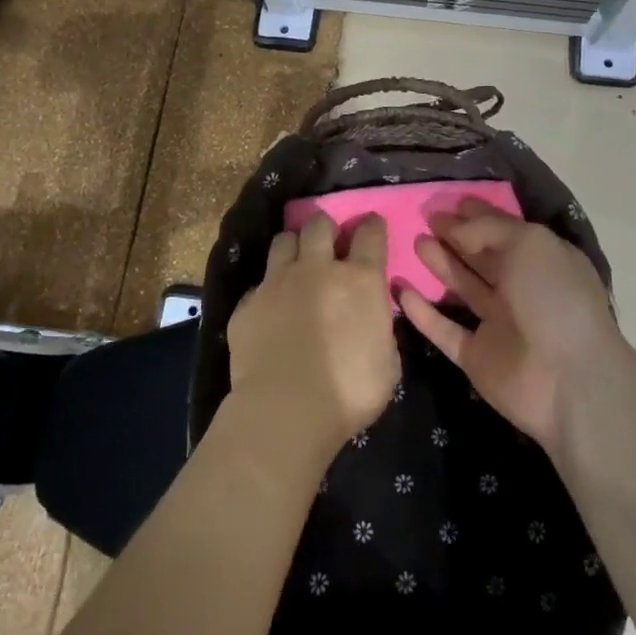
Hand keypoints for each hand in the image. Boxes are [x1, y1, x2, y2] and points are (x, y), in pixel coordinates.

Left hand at [226, 213, 400, 453]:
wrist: (285, 411)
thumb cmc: (348, 393)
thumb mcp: (387, 362)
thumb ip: (379, 327)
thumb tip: (371, 316)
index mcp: (359, 280)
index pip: (370, 233)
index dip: (372, 226)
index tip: (372, 227)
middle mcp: (317, 269)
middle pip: (319, 224)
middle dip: (326, 228)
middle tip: (329, 245)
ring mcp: (277, 282)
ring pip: (283, 240)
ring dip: (294, 247)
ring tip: (296, 265)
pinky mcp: (247, 303)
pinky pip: (259, 283)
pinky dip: (268, 289)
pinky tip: (271, 308)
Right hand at [400, 197, 625, 454]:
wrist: (568, 380)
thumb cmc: (553, 298)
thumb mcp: (528, 243)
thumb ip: (488, 229)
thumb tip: (456, 227)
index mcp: (542, 261)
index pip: (506, 231)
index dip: (480, 215)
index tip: (452, 202)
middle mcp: (521, 290)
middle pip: (482, 257)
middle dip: (456, 236)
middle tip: (426, 217)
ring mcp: (498, 324)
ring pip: (463, 288)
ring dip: (440, 265)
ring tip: (415, 241)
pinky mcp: (477, 356)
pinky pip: (445, 329)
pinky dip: (423, 311)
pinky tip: (400, 289)